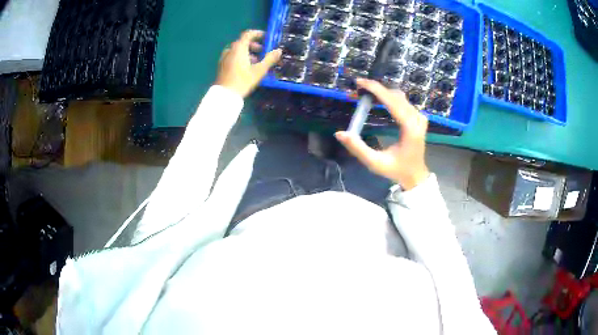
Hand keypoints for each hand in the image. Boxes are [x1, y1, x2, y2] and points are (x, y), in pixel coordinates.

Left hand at [215, 30, 281, 97]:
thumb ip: (270, 59)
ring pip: (237, 50)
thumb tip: (278, 51)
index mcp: (239, 48)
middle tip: (262, 51)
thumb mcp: (260, 70)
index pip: (248, 34)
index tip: (265, 37)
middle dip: (253, 45)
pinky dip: (240, 57)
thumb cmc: (243, 80)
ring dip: (247, 52)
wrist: (225, 94)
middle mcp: (230, 50)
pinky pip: (232, 56)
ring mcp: (224, 58)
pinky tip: (245, 67)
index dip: (257, 34)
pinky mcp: (222, 66)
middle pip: (242, 42)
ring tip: (255, 61)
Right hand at [335, 79, 429, 189]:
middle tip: (357, 89)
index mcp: (410, 128)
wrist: (415, 176)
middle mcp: (417, 119)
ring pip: (399, 96)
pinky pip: (403, 101)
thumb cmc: (396, 170)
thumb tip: (339, 133)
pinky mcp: (419, 118)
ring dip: (382, 92)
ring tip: (365, 94)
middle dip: (375, 89)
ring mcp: (420, 117)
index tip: (359, 82)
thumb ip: (357, 148)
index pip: (392, 101)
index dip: (375, 89)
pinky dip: (389, 97)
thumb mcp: (375, 163)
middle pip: (395, 95)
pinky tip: (378, 100)